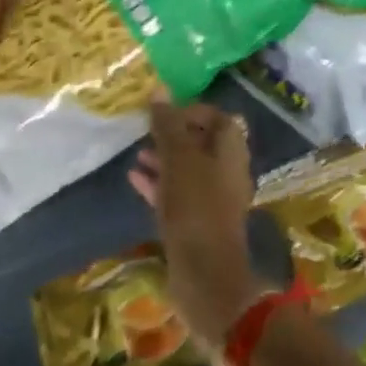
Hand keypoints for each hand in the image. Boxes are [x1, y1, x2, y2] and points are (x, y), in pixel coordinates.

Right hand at [130, 100, 262, 343]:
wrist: (205, 276)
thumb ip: (168, 124)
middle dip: (173, 135)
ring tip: (137, 153)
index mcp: (231, 152)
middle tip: (146, 132)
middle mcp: (227, 173)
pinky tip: (134, 179)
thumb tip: (159, 90)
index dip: (192, 110)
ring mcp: (213, 201)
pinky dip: (159, 183)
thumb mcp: (178, 159)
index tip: (164, 113)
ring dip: (164, 159)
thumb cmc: (195, 207)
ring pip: (188, 170)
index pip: (218, 118)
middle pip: (202, 144)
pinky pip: (178, 195)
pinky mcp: (198, 224)